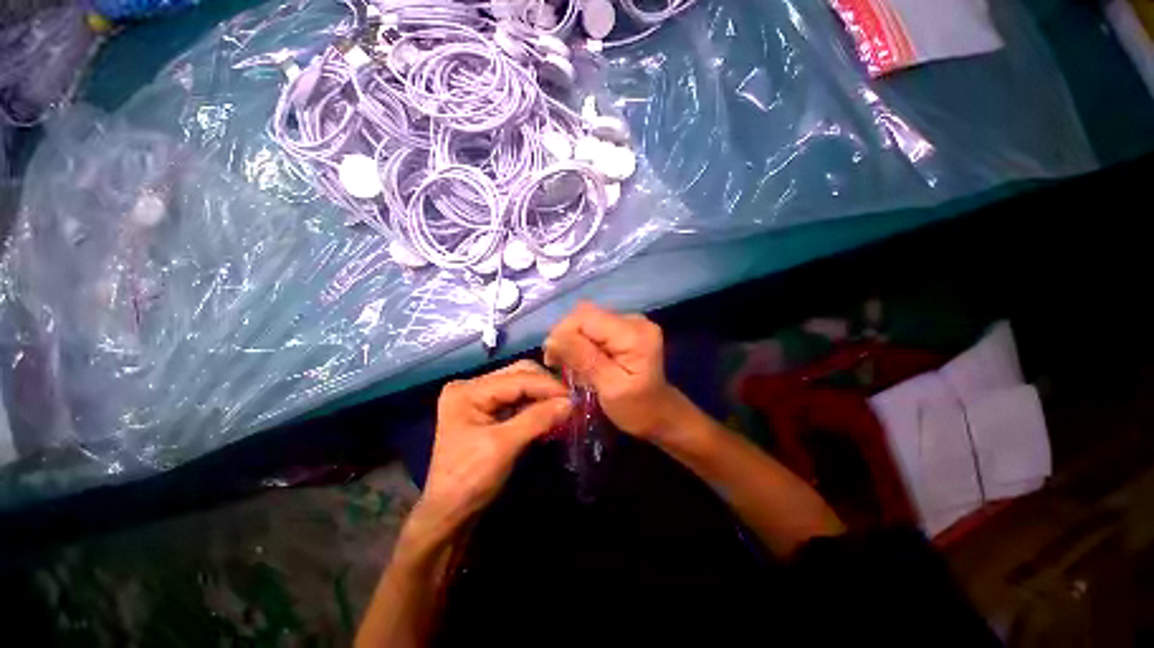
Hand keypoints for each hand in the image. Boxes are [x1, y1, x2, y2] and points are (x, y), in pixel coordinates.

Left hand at [415, 361, 571, 537]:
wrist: (449, 514)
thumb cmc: (469, 481)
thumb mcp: (504, 447)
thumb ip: (538, 419)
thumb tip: (571, 403)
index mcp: (468, 390)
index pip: (517, 378)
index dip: (548, 386)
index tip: (575, 397)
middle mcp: (472, 386)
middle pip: (519, 375)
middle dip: (546, 387)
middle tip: (570, 401)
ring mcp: (480, 397)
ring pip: (522, 385)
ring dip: (543, 396)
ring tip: (564, 407)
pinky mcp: (488, 410)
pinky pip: (518, 400)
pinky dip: (536, 406)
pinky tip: (550, 413)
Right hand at [544, 302, 678, 438]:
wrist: (659, 414)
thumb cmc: (637, 409)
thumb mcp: (609, 388)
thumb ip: (584, 359)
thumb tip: (552, 338)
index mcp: (634, 333)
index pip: (585, 317)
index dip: (563, 333)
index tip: (553, 360)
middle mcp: (634, 319)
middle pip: (585, 316)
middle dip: (566, 337)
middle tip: (558, 365)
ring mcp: (629, 321)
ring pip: (586, 320)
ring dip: (572, 341)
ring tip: (571, 366)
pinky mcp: (624, 328)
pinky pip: (593, 327)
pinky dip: (582, 343)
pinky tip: (582, 361)